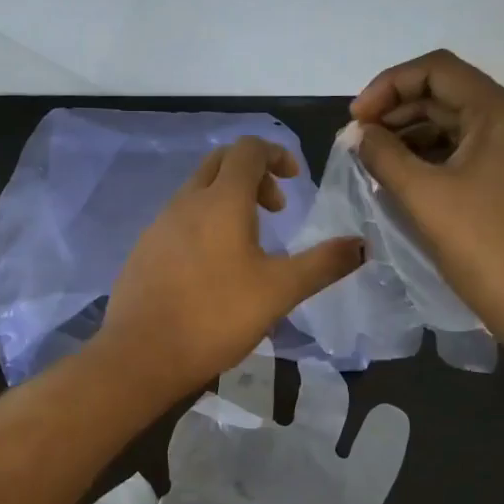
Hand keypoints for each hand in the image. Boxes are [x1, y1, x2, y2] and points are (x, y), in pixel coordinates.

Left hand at [99, 137, 364, 400]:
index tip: (295, 181)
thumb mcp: (279, 292)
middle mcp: (186, 201)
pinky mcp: (144, 249)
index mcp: (221, 200)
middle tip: (275, 209)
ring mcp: (159, 224)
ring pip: (197, 190)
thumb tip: (363, 244)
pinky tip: (213, 268)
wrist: (140, 354)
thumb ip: (323, 264)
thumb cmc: (216, 317)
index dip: (276, 154)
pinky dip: (204, 222)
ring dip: (228, 199)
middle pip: (220, 162)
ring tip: (249, 243)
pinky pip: (179, 218)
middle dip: (253, 173)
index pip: (248, 149)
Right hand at [349, 49, 503, 369]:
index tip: (356, 120)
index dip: (388, 85)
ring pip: (456, 124)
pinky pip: (468, 151)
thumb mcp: (424, 196)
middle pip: (447, 94)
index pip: (437, 70)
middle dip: (397, 111)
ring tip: (374, 161)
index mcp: (502, 112)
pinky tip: (404, 178)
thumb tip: (359, 133)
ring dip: (412, 135)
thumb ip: (384, 155)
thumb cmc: (483, 247)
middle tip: (358, 141)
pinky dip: (433, 157)